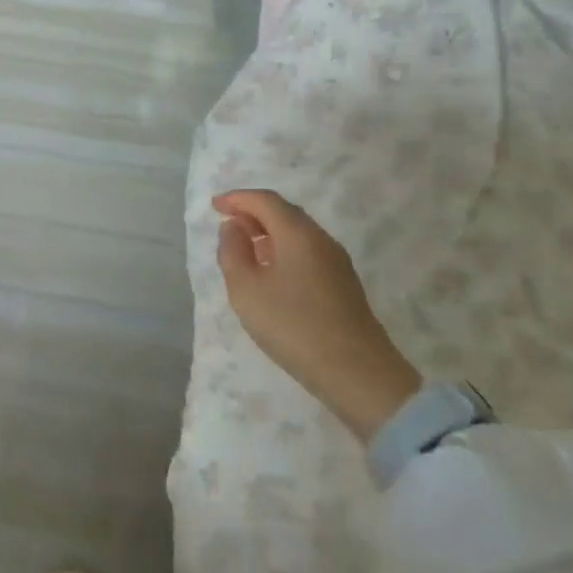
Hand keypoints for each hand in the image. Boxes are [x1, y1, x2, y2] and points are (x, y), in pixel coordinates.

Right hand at [213, 189, 420, 441]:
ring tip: (245, 248)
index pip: (265, 201)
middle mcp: (321, 239)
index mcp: (298, 234)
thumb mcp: (246, 289)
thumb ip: (233, 252)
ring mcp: (337, 262)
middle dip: (254, 212)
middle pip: (285, 212)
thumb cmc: (293, 326)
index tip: (215, 206)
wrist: (357, 373)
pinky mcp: (343, 284)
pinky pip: (307, 252)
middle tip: (228, 224)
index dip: (237, 198)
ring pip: (298, 233)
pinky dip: (283, 250)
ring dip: (269, 233)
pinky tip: (271, 273)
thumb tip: (233, 227)